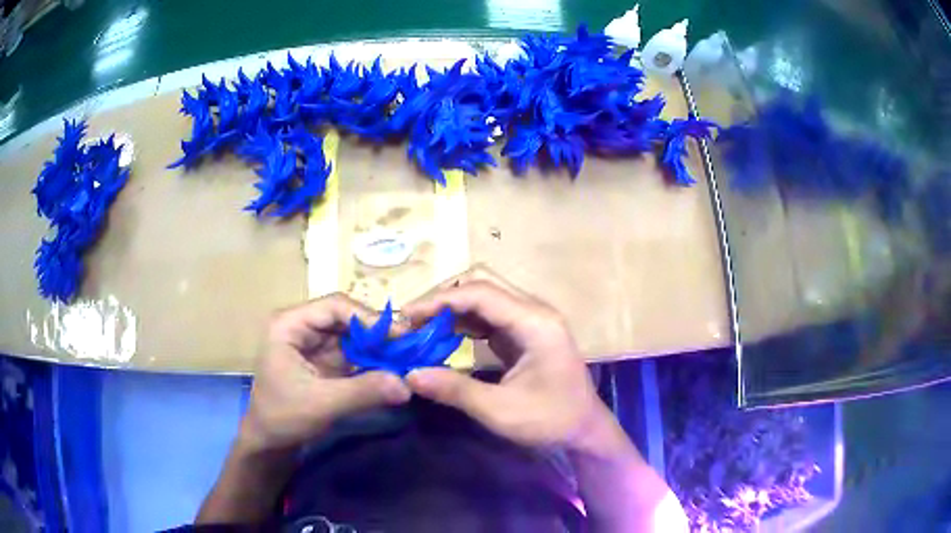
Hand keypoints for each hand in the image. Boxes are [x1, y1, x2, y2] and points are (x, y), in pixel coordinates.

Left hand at [239, 294, 411, 452]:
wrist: (268, 442)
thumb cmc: (283, 417)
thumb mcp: (322, 404)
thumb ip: (363, 391)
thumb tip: (407, 384)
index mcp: (290, 324)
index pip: (334, 306)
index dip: (368, 317)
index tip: (399, 336)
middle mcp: (302, 326)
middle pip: (346, 316)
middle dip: (376, 331)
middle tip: (409, 346)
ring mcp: (314, 343)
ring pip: (353, 334)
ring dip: (378, 345)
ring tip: (407, 356)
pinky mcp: (325, 361)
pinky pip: (354, 352)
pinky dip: (373, 359)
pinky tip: (393, 368)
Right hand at [402, 269, 618, 452]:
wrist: (585, 431)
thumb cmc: (550, 421)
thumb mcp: (500, 410)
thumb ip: (454, 390)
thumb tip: (409, 375)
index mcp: (535, 322)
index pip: (480, 293)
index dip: (439, 300)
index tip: (406, 316)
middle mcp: (534, 312)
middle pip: (482, 288)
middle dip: (443, 300)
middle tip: (410, 321)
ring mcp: (531, 321)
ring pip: (484, 300)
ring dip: (451, 311)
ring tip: (419, 328)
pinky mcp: (525, 334)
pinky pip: (489, 318)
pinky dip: (463, 324)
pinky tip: (443, 337)